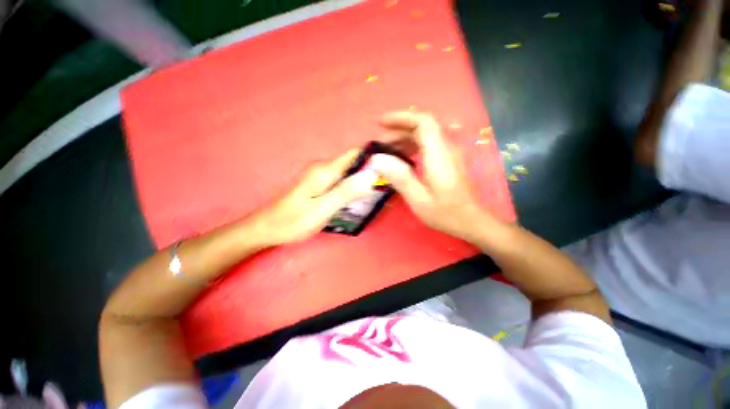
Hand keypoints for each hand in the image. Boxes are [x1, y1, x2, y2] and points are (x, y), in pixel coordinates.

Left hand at [253, 149, 378, 244]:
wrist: (266, 228)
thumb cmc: (293, 221)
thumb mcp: (322, 209)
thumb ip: (346, 191)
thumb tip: (371, 174)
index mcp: (325, 170)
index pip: (355, 154)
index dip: (374, 156)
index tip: (391, 166)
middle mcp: (323, 168)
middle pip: (353, 162)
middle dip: (371, 171)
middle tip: (387, 185)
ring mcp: (320, 175)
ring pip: (348, 172)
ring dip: (363, 179)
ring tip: (378, 191)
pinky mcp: (318, 184)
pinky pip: (341, 180)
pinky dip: (353, 185)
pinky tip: (359, 196)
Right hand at [369, 111, 495, 241]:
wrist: (471, 221)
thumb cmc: (445, 213)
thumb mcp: (419, 199)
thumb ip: (400, 177)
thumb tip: (378, 159)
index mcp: (439, 155)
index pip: (423, 122)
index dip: (402, 117)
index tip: (382, 123)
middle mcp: (446, 149)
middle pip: (422, 127)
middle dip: (398, 130)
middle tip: (379, 143)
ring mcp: (448, 154)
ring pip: (425, 136)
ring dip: (404, 138)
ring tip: (387, 151)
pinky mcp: (447, 161)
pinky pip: (428, 145)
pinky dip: (412, 146)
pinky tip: (402, 158)